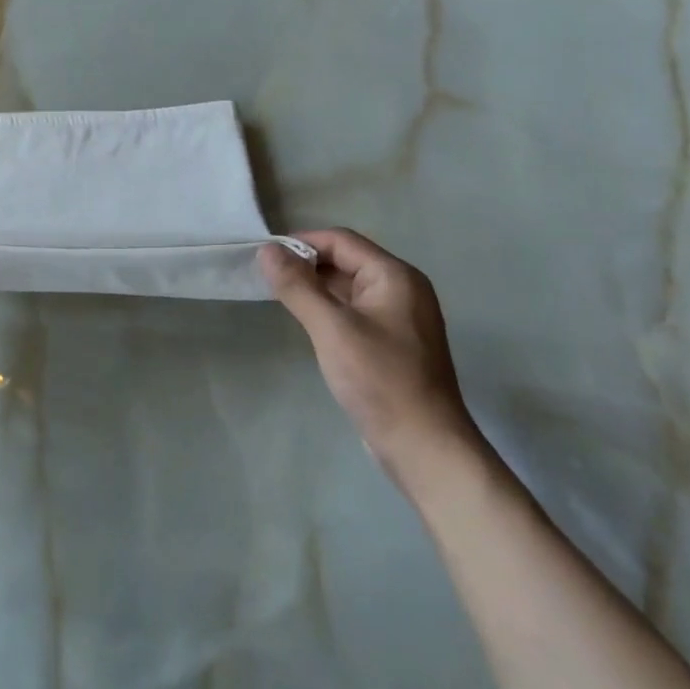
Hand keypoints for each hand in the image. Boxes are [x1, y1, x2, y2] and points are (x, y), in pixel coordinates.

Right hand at [260, 229, 479, 485]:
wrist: (424, 448)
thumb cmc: (380, 380)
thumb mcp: (332, 328)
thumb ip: (297, 286)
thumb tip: (267, 250)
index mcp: (395, 276)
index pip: (341, 241)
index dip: (301, 242)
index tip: (265, 257)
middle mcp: (401, 289)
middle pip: (346, 260)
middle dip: (306, 265)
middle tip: (266, 278)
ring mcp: (399, 318)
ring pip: (348, 287)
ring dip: (315, 288)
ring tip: (279, 297)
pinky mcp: (392, 343)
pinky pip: (354, 311)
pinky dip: (328, 309)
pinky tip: (307, 323)